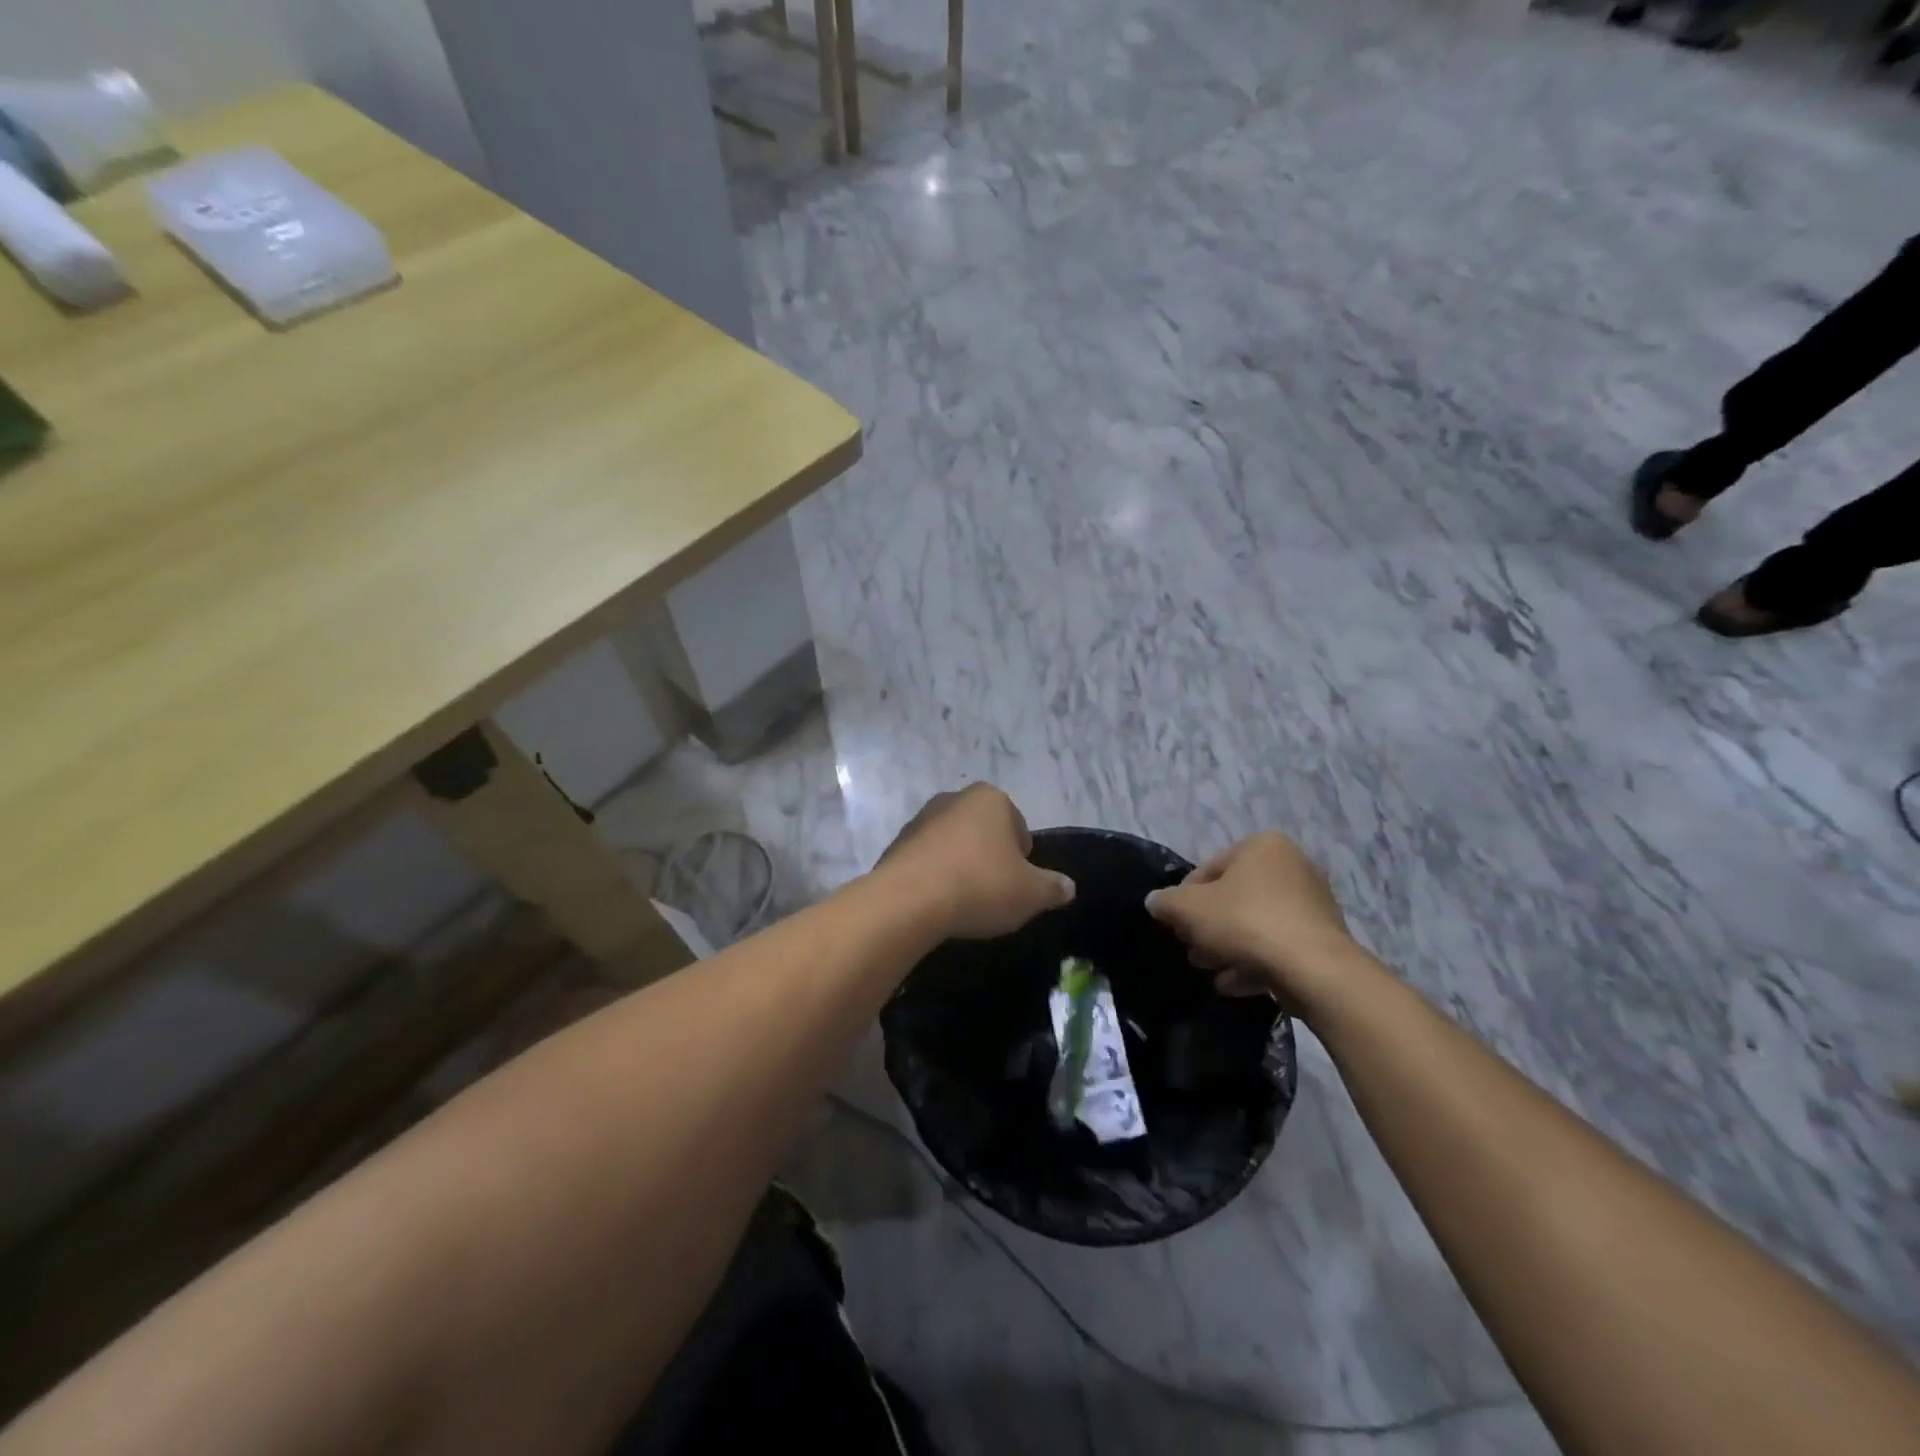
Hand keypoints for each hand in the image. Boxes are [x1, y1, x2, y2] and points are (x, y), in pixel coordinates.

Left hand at [877, 785, 1075, 938]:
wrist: (908, 901)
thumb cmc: (980, 886)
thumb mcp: (1031, 893)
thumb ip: (1053, 887)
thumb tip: (1068, 887)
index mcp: (990, 798)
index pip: (1018, 826)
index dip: (1022, 859)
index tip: (1017, 886)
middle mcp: (954, 799)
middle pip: (984, 832)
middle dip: (990, 859)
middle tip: (994, 895)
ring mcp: (920, 819)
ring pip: (954, 845)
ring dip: (961, 867)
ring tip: (964, 903)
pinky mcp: (896, 844)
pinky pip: (927, 861)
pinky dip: (935, 877)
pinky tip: (937, 904)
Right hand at [1144, 832, 1358, 1008]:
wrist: (1313, 969)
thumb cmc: (1245, 922)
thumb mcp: (1188, 909)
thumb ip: (1166, 903)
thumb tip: (1156, 902)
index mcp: (1263, 846)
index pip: (1208, 870)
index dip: (1185, 900)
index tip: (1177, 927)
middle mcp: (1293, 866)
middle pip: (1234, 898)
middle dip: (1209, 927)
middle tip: (1193, 951)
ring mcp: (1313, 903)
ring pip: (1256, 925)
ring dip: (1229, 948)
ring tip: (1211, 972)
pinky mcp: (1324, 938)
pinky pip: (1279, 945)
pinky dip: (1256, 962)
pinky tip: (1234, 984)